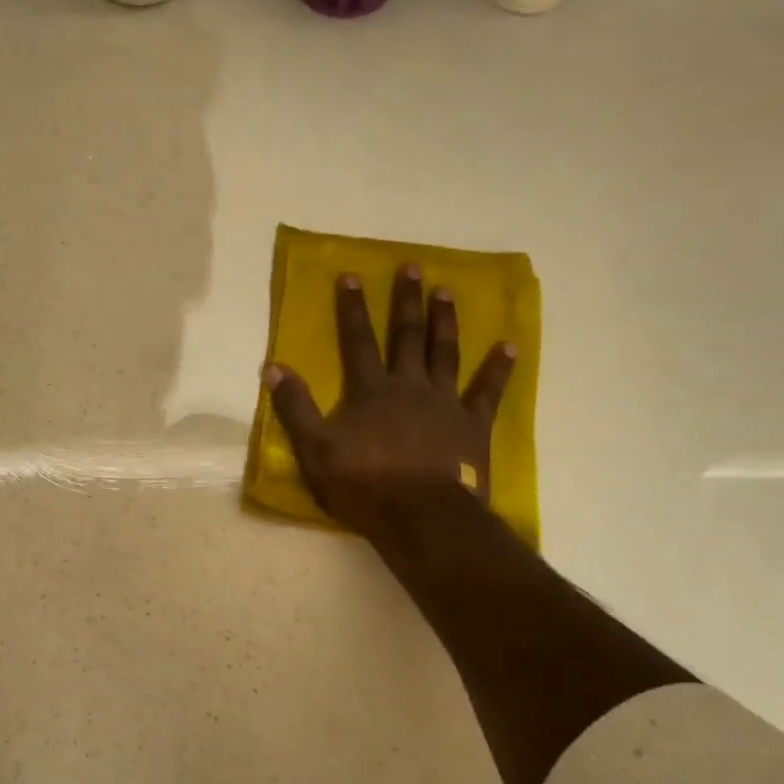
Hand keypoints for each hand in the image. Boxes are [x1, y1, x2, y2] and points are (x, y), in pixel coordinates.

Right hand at [264, 264, 514, 544]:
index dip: (352, 308)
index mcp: (370, 390)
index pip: (357, 340)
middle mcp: (409, 385)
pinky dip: (499, 368)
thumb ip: (295, 407)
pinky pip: (488, 390)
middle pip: (406, 336)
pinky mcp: (472, 424)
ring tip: (446, 291)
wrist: (422, 517)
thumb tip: (272, 367)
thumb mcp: (315, 450)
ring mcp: (444, 402)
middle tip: (413, 267)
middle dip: (406, 300)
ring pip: (444, 352)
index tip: (351, 275)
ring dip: (444, 320)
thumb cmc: (364, 485)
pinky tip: (510, 346)